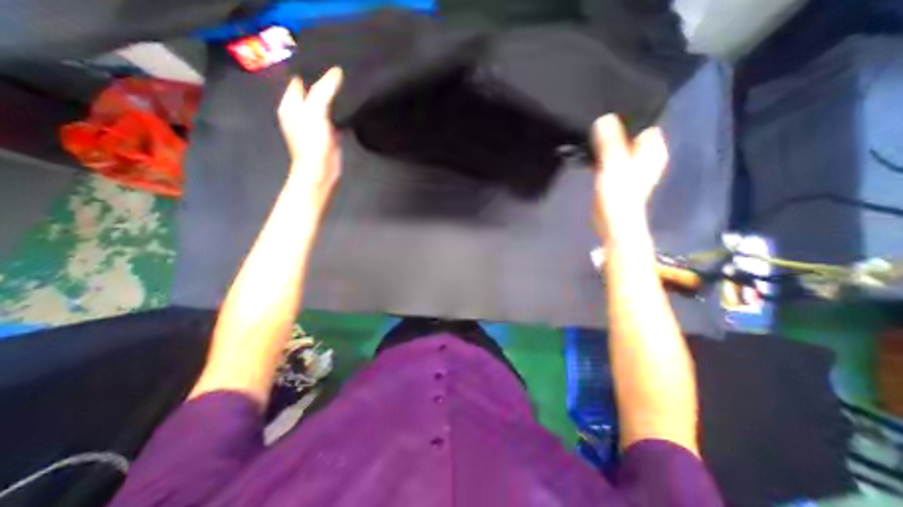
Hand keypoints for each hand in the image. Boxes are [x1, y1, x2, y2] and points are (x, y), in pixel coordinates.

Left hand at [278, 68, 343, 208]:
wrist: (321, 172)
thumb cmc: (312, 142)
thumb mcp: (316, 111)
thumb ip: (325, 90)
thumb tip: (337, 72)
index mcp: (291, 104)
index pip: (301, 80)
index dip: (313, 71)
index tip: (330, 64)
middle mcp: (301, 113)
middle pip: (313, 92)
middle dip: (325, 85)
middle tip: (343, 76)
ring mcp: (315, 125)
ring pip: (325, 106)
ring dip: (334, 100)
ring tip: (348, 89)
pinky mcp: (328, 136)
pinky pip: (334, 119)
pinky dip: (341, 114)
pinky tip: (350, 109)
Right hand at [594, 113, 667, 234]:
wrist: (614, 222)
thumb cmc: (619, 194)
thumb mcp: (614, 164)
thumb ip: (610, 141)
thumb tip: (604, 117)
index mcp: (653, 149)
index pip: (644, 122)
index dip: (628, 116)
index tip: (607, 111)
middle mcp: (645, 155)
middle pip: (630, 134)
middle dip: (614, 129)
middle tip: (594, 122)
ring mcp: (631, 166)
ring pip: (618, 146)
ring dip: (606, 142)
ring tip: (589, 135)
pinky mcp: (617, 176)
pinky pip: (610, 158)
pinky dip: (601, 155)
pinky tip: (589, 151)